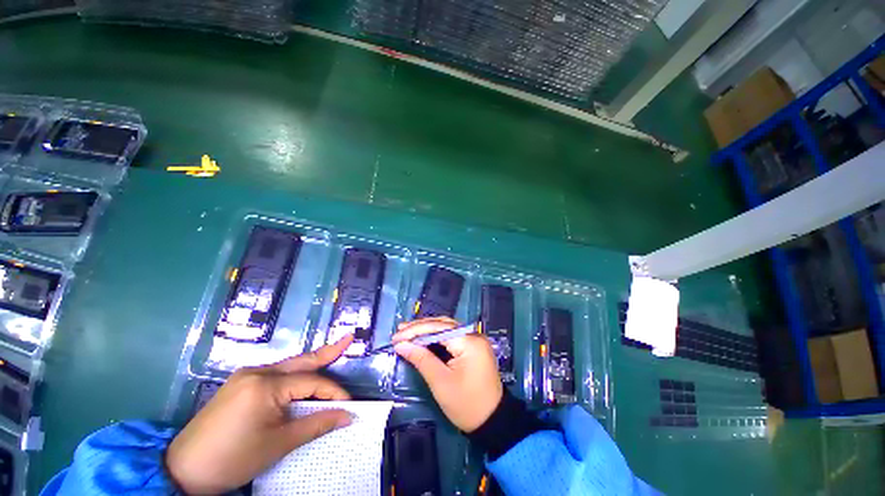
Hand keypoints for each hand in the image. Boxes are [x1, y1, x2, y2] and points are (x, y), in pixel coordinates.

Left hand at [166, 335, 354, 494]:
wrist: (183, 469)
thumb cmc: (233, 459)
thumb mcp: (279, 444)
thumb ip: (317, 425)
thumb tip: (348, 416)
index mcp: (266, 385)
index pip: (312, 383)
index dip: (334, 393)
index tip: (349, 406)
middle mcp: (257, 372)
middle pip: (302, 361)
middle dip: (328, 351)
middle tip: (349, 337)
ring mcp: (246, 375)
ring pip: (289, 365)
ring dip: (312, 363)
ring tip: (333, 351)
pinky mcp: (240, 383)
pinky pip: (275, 373)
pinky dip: (294, 373)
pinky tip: (303, 374)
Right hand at [393, 317, 502, 431]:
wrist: (493, 421)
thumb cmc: (466, 404)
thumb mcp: (440, 382)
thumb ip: (421, 359)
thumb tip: (401, 345)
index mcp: (469, 341)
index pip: (438, 327)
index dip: (415, 331)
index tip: (396, 337)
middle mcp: (474, 334)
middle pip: (443, 324)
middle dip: (420, 327)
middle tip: (399, 331)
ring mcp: (475, 339)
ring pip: (447, 328)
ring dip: (427, 330)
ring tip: (407, 332)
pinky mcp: (473, 347)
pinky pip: (452, 336)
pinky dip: (436, 337)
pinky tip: (423, 338)